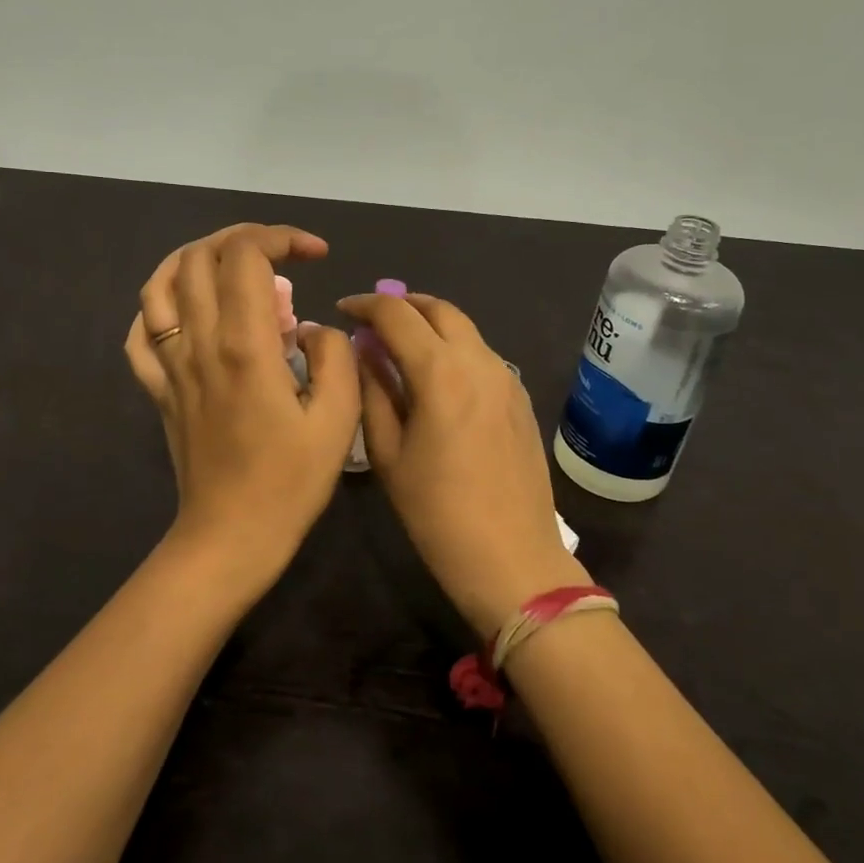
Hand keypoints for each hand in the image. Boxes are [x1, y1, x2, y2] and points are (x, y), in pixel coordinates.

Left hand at [125, 224, 361, 594]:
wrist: (230, 536)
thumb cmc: (290, 482)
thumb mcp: (338, 419)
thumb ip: (333, 356)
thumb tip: (309, 327)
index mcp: (244, 345)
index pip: (246, 255)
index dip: (281, 237)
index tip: (315, 253)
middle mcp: (198, 343)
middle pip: (199, 257)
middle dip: (242, 238)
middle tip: (280, 256)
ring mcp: (169, 365)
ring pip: (159, 284)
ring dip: (195, 259)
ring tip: (229, 267)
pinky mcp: (157, 389)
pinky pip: (139, 332)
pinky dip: (159, 306)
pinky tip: (187, 312)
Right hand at [338, 291, 588, 636]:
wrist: (512, 558)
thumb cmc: (436, 513)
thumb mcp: (388, 454)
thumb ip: (373, 392)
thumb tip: (363, 351)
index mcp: (440, 372)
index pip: (396, 313)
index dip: (364, 305)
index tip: (342, 310)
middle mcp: (479, 361)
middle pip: (438, 309)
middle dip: (401, 304)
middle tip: (371, 321)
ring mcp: (506, 377)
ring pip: (464, 328)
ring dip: (429, 324)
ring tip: (399, 345)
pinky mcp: (520, 397)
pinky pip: (481, 354)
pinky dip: (453, 347)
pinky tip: (435, 375)